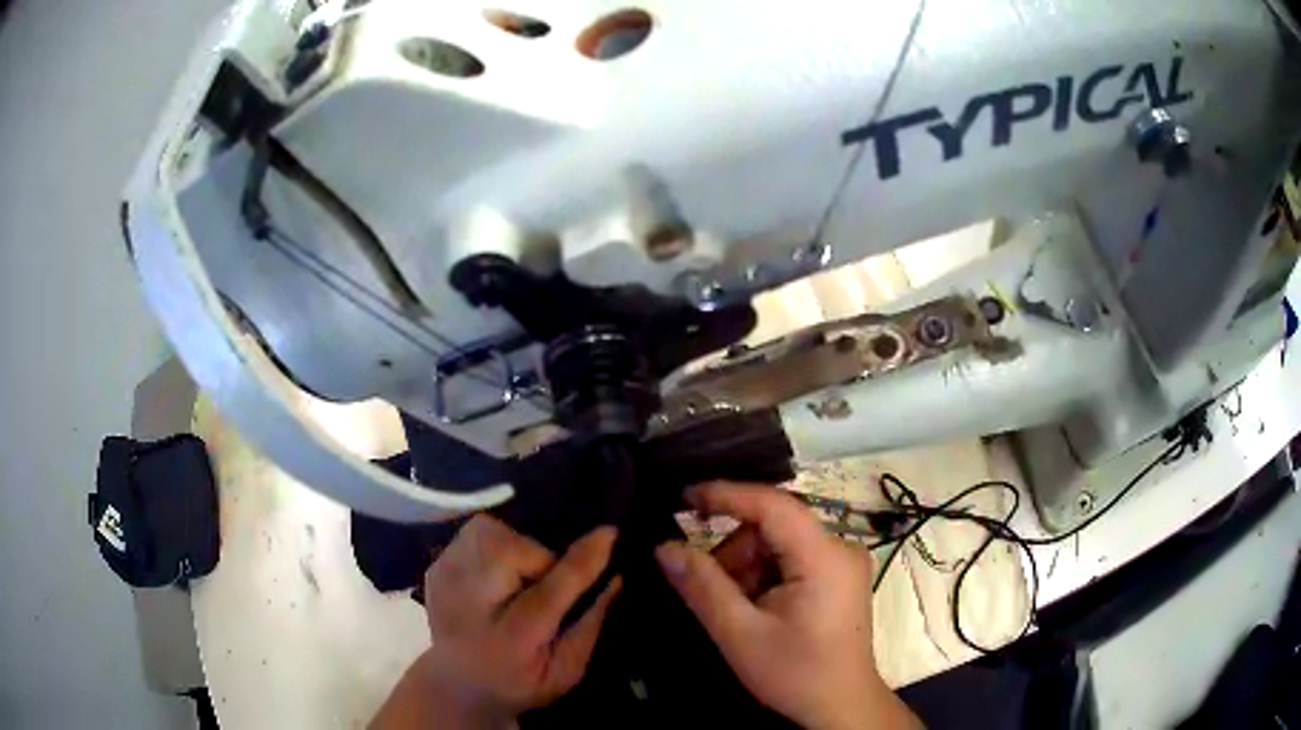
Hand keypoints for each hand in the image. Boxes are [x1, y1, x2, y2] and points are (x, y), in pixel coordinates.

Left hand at [372, 515, 619, 728]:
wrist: (454, 684)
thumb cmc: (519, 682)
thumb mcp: (565, 672)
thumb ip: (590, 627)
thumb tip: (616, 579)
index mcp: (511, 640)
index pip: (550, 592)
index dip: (582, 562)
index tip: (609, 535)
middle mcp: (470, 606)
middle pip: (507, 551)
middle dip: (536, 556)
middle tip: (542, 582)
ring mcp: (445, 582)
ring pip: (488, 533)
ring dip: (514, 546)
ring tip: (517, 577)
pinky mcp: (434, 567)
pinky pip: (472, 535)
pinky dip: (493, 546)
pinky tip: (495, 577)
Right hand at [656, 482, 917, 729]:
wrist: (840, 707)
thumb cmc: (795, 674)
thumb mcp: (741, 634)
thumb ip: (702, 587)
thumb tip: (664, 547)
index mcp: (824, 556)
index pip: (773, 505)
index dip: (726, 495)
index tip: (683, 497)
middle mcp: (840, 548)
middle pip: (774, 526)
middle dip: (734, 551)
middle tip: (707, 587)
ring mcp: (842, 562)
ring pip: (779, 542)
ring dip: (747, 566)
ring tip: (734, 607)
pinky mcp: (838, 576)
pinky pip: (792, 558)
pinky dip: (764, 575)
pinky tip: (754, 607)